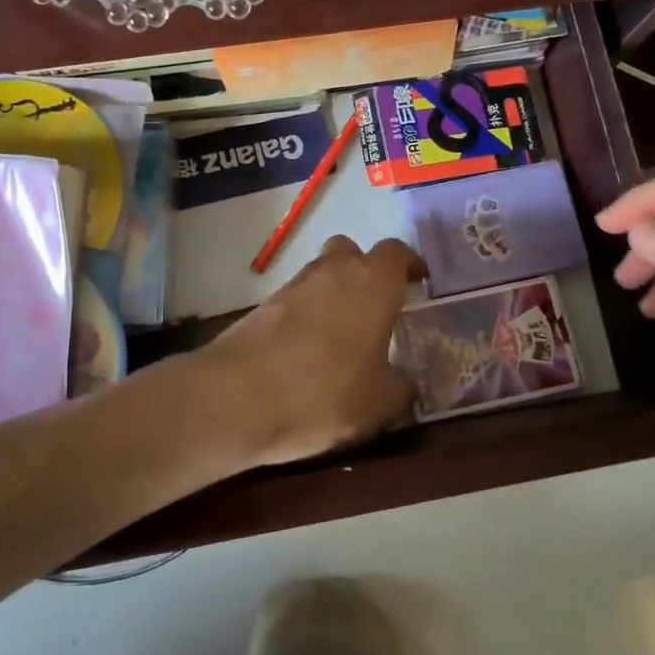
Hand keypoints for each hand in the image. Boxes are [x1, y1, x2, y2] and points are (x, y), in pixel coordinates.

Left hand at [200, 236, 424, 466]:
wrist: (236, 398)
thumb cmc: (324, 394)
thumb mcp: (379, 403)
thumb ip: (401, 386)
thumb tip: (406, 381)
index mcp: (372, 283)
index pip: (396, 252)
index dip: (408, 264)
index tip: (418, 282)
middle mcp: (333, 271)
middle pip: (352, 252)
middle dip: (365, 271)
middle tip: (377, 306)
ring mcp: (293, 285)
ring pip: (321, 273)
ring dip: (334, 292)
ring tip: (342, 335)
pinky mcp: (262, 305)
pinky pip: (296, 299)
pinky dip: (306, 314)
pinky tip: (308, 351)